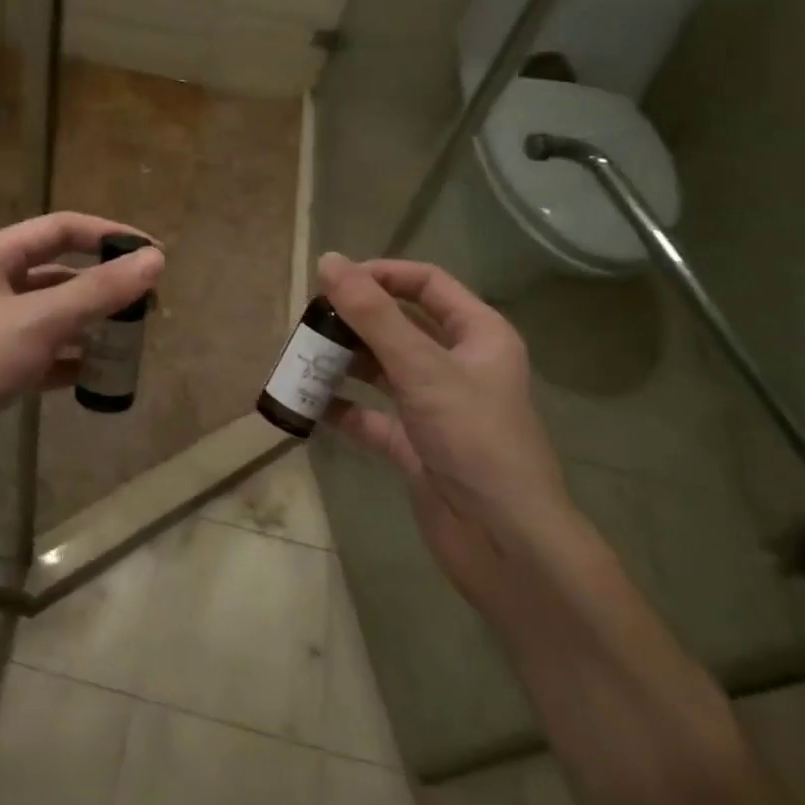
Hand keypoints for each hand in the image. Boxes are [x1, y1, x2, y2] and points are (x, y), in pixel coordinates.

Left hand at [0, 213, 163, 479]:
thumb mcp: (39, 320)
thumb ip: (98, 291)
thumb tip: (156, 258)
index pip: (60, 229)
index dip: (108, 235)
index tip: (154, 253)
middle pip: (56, 273)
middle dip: (102, 286)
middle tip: (148, 305)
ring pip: (50, 317)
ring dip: (88, 325)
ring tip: (130, 342)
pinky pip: (39, 356)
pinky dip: (68, 362)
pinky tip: (96, 379)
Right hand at [318, 253, 573, 598]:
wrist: (505, 544)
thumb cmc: (474, 439)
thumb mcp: (421, 368)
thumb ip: (373, 314)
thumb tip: (329, 260)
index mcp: (478, 335)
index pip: (427, 284)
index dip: (382, 274)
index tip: (334, 279)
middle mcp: (458, 365)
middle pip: (398, 325)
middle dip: (353, 322)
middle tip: (308, 322)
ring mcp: (435, 407)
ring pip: (381, 370)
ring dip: (343, 363)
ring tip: (300, 358)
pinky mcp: (415, 445)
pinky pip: (371, 416)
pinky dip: (343, 409)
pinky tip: (309, 406)